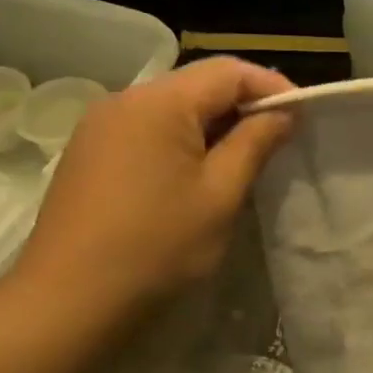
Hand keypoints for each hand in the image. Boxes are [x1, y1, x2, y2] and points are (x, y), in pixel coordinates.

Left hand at [5, 58, 294, 321]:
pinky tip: (195, 177)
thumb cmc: (157, 247)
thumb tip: (284, 111)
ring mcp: (99, 127)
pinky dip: (181, 143)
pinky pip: (147, 132)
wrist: (69, 302)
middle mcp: (124, 100)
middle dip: (243, 106)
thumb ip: (255, 143)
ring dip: (212, 127)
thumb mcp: (220, 195)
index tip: (303, 118)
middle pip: (197, 85)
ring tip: (243, 162)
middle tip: (279, 142)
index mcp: (159, 102)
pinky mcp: (88, 155)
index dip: (271, 87)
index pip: (228, 71)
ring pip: (171, 110)